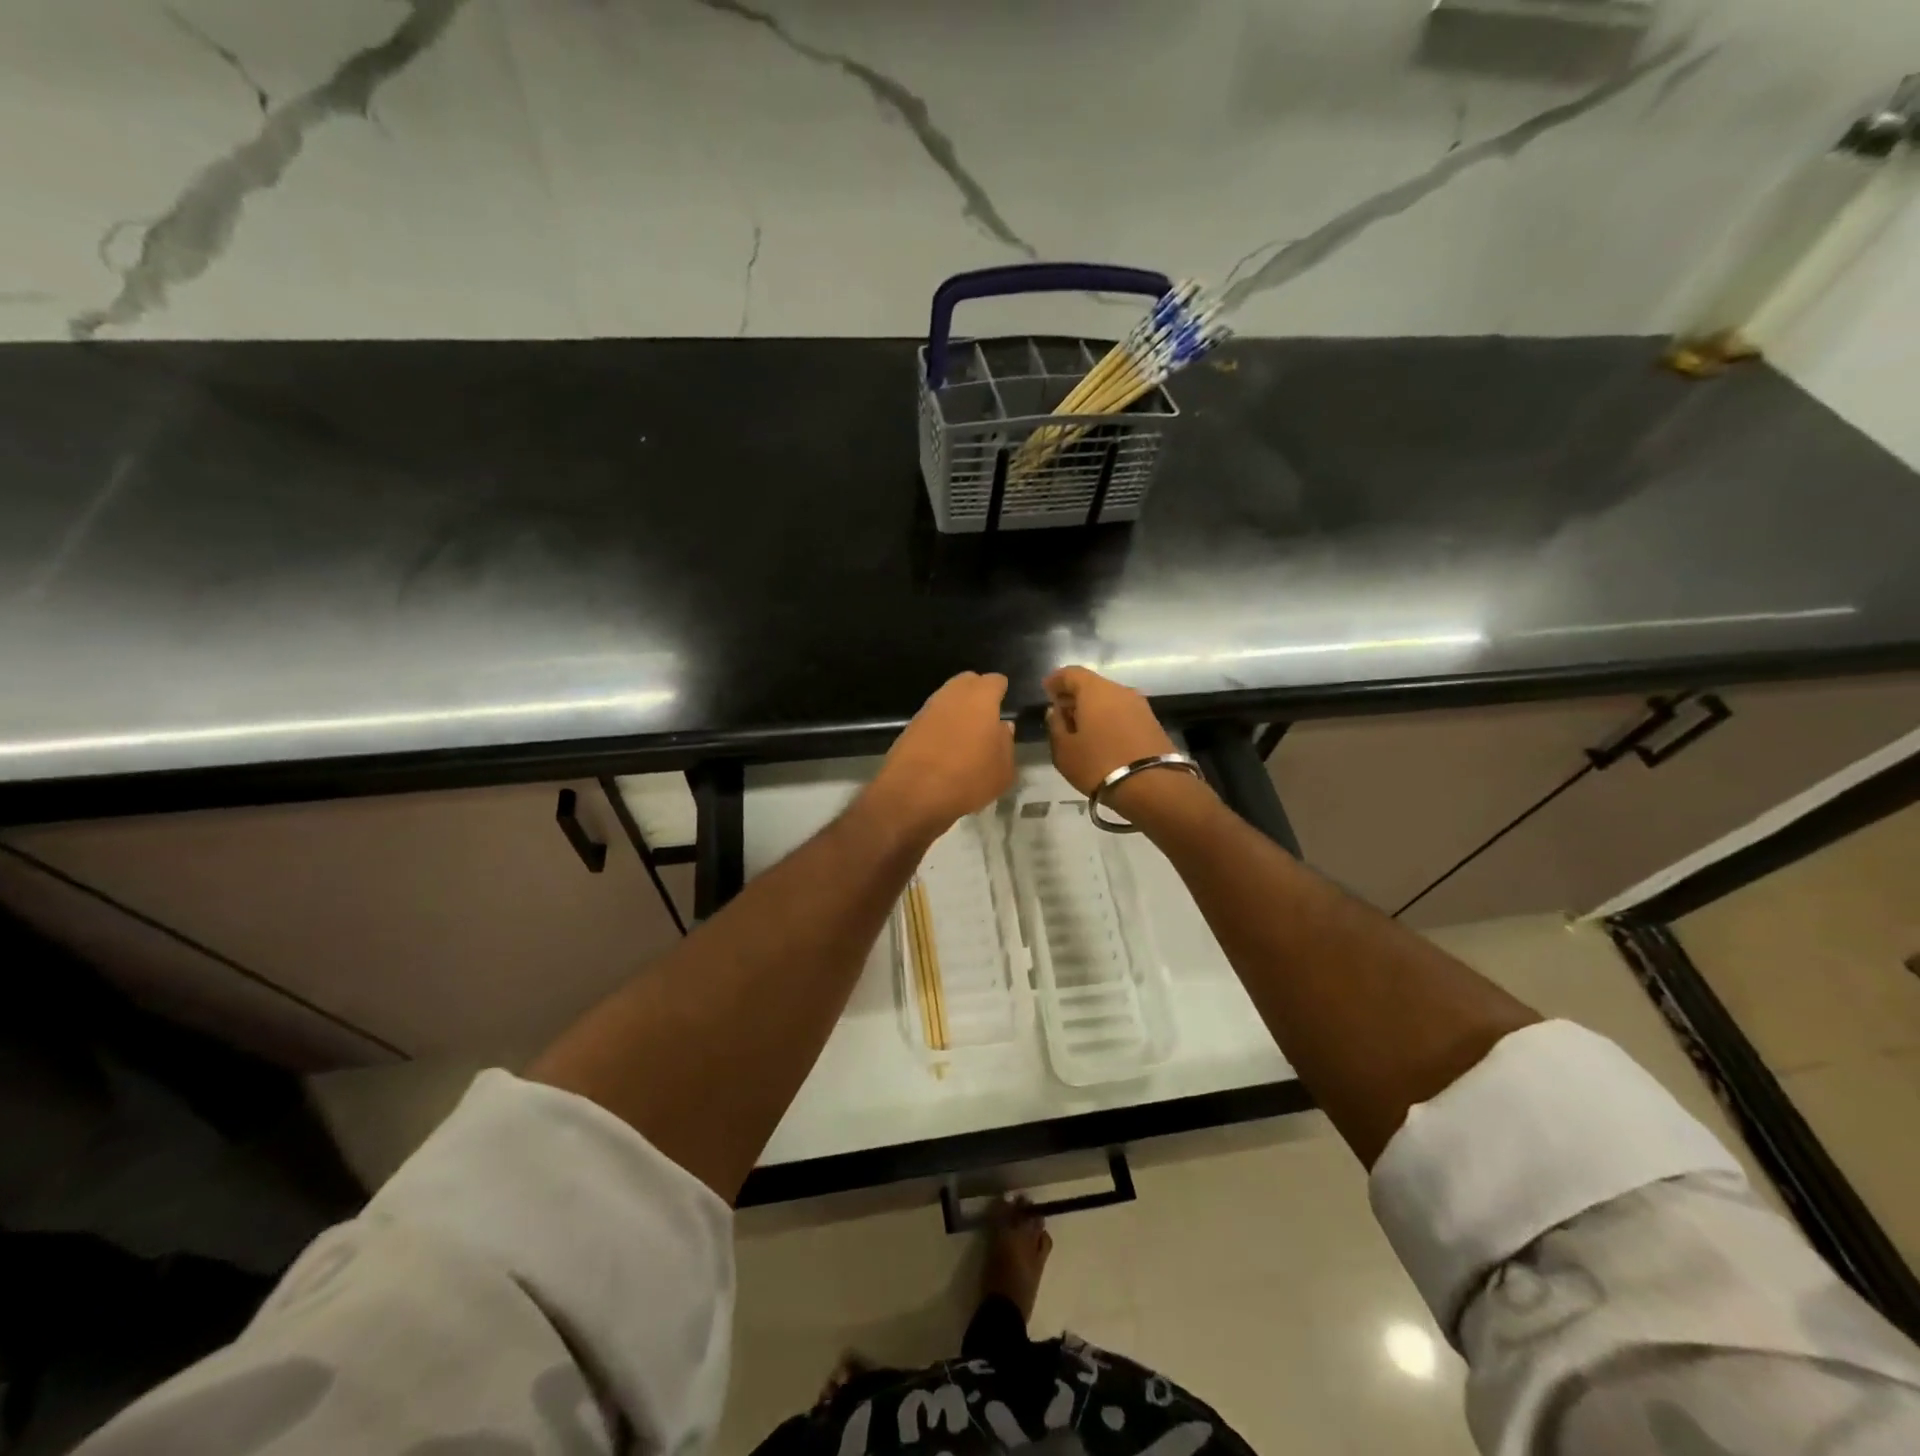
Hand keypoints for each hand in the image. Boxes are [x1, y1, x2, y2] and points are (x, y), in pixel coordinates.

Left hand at [867, 672, 1015, 835]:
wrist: (913, 794)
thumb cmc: (968, 778)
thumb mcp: (1003, 770)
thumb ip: (1006, 743)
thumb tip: (1002, 728)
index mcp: (980, 698)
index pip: (995, 681)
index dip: (1001, 691)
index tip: (1004, 704)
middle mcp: (952, 695)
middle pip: (967, 682)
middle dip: (977, 694)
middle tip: (986, 717)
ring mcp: (927, 709)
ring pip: (947, 699)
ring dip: (957, 710)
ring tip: (966, 735)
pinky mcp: (909, 727)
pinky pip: (932, 719)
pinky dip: (940, 726)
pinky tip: (945, 748)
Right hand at [1043, 666, 1178, 795]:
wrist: (1152, 786)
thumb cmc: (1098, 764)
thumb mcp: (1064, 750)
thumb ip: (1056, 726)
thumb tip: (1056, 711)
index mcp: (1095, 690)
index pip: (1071, 673)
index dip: (1056, 680)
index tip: (1046, 691)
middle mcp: (1120, 690)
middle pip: (1092, 685)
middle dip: (1074, 695)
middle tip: (1061, 713)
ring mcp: (1140, 705)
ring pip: (1109, 699)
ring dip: (1093, 709)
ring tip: (1081, 729)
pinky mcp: (1152, 722)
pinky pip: (1123, 713)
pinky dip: (1109, 718)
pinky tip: (1102, 737)